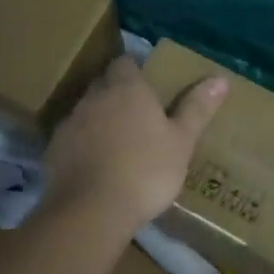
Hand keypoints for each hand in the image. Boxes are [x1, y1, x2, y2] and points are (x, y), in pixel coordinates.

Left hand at [43, 56, 227, 238]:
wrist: (91, 210)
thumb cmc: (146, 170)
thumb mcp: (181, 141)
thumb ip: (197, 109)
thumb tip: (220, 79)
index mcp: (127, 89)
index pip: (125, 63)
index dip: (135, 70)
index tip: (148, 85)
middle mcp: (94, 97)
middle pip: (104, 84)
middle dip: (117, 93)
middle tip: (137, 115)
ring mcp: (70, 123)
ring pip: (86, 111)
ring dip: (98, 120)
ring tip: (116, 143)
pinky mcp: (53, 150)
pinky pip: (71, 139)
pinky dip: (82, 146)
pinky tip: (94, 166)